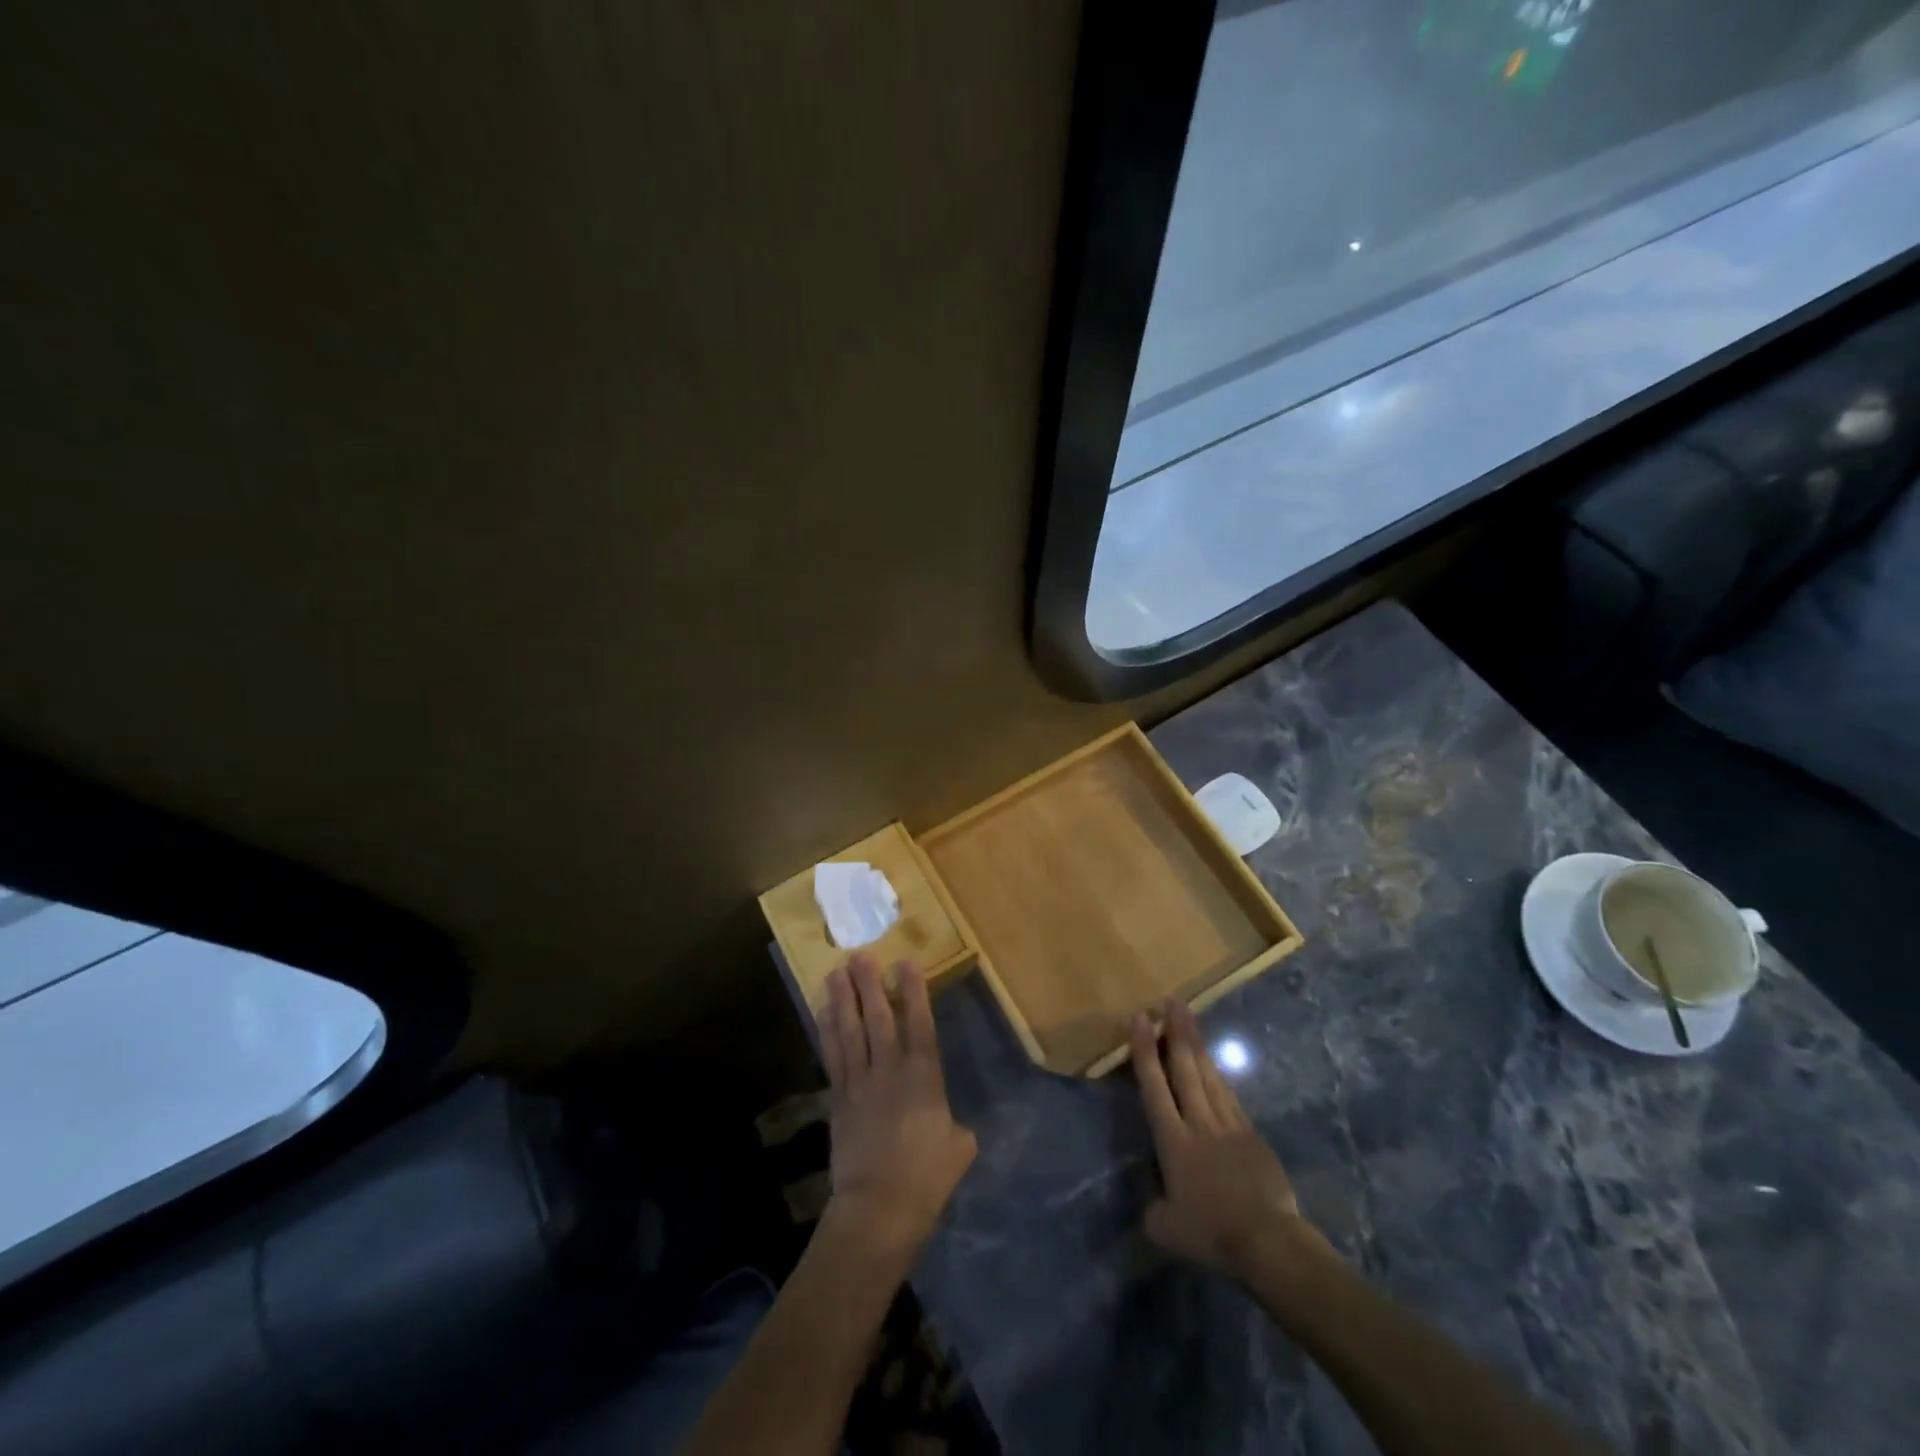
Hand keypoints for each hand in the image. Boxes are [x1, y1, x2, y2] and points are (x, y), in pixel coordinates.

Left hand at [820, 954, 976, 1265]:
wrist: (879, 1209)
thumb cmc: (926, 1179)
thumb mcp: (958, 1149)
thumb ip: (954, 1127)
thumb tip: (949, 1126)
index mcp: (925, 1078)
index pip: (920, 1024)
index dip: (914, 991)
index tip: (907, 962)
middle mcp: (890, 1071)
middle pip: (878, 1019)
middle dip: (871, 985)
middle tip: (861, 955)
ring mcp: (860, 1083)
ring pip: (851, 1032)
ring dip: (844, 1000)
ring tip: (837, 972)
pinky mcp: (838, 1099)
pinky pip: (832, 1056)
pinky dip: (827, 1031)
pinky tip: (823, 1011)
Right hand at [1132, 999, 1327, 1283]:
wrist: (1268, 1241)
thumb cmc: (1212, 1234)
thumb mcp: (1166, 1229)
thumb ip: (1154, 1209)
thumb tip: (1154, 1202)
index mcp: (1173, 1141)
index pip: (1154, 1087)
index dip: (1145, 1051)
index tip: (1140, 1019)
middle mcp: (1198, 1123)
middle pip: (1184, 1069)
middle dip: (1175, 1032)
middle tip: (1170, 1001)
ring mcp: (1228, 1125)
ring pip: (1208, 1075)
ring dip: (1196, 1044)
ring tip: (1187, 1017)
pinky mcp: (1251, 1134)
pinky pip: (1229, 1096)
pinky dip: (1218, 1074)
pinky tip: (1213, 1063)